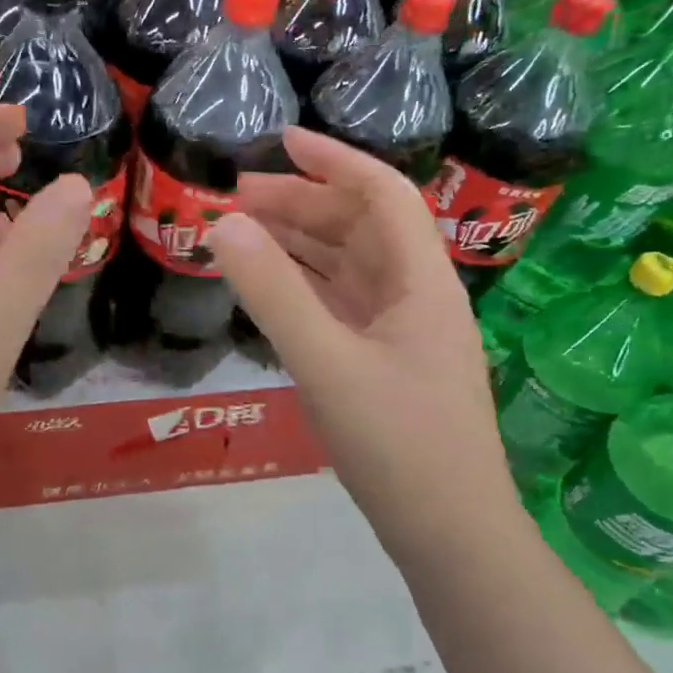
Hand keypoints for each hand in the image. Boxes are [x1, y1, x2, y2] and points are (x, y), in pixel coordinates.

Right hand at [206, 128, 513, 569]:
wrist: (448, 531)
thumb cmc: (398, 443)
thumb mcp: (328, 364)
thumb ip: (274, 294)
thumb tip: (224, 225)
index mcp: (422, 281)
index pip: (382, 194)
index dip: (334, 160)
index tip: (281, 140)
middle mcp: (417, 296)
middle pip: (361, 229)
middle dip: (303, 204)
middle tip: (236, 198)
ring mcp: (402, 334)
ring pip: (349, 270)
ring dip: (301, 246)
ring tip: (244, 233)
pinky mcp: (386, 366)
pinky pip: (343, 309)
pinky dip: (306, 290)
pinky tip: (272, 288)